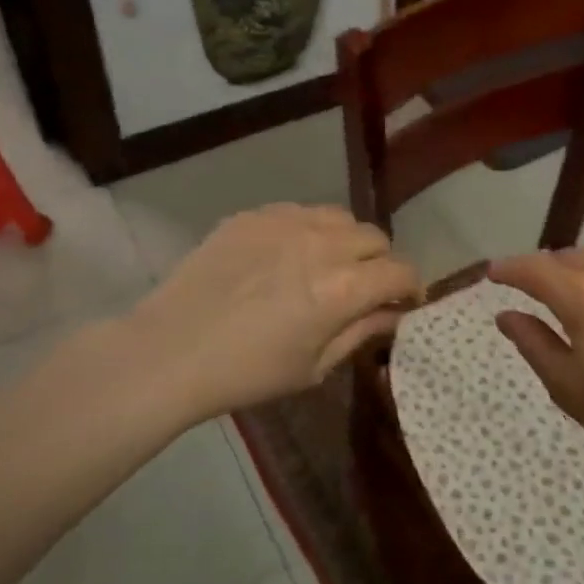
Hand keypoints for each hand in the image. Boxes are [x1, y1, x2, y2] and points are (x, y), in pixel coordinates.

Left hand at [129, 204, 420, 422]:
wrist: (171, 350)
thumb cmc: (248, 372)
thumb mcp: (314, 366)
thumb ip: (361, 332)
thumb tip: (395, 314)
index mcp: (343, 288)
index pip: (401, 272)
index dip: (412, 288)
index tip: (405, 303)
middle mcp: (323, 244)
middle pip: (376, 238)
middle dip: (381, 263)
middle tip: (365, 288)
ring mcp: (286, 222)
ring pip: (340, 218)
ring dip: (347, 241)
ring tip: (329, 264)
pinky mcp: (255, 215)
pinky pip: (300, 211)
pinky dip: (309, 230)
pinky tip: (288, 255)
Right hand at [488, 244, 583, 483]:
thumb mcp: (567, 386)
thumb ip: (533, 342)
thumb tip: (506, 315)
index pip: (534, 269)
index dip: (509, 270)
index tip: (493, 275)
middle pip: (569, 258)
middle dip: (545, 271)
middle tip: (533, 292)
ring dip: (581, 267)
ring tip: (575, 291)